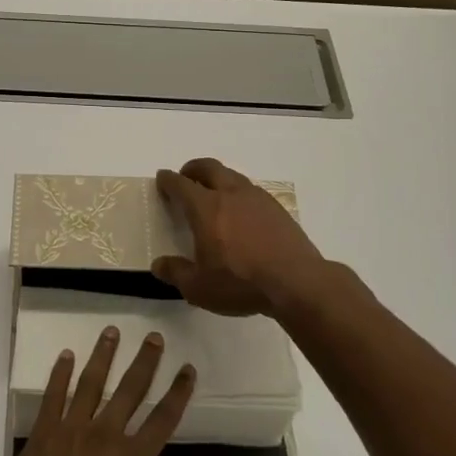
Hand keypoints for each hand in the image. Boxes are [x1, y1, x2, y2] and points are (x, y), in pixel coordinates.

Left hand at [0, 328, 194, 455]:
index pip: (162, 421)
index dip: (178, 394)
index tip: (188, 370)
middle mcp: (103, 437)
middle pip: (130, 390)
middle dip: (145, 362)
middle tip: (154, 336)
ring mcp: (70, 430)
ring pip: (91, 383)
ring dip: (103, 356)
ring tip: (111, 331)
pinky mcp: (42, 432)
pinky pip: (53, 396)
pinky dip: (59, 374)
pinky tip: (65, 356)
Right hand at [152, 158, 326, 316]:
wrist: (297, 282)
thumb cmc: (241, 283)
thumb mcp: (199, 288)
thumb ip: (176, 273)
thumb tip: (158, 265)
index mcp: (206, 208)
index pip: (181, 184)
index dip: (168, 180)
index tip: (162, 178)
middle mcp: (230, 194)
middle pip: (208, 168)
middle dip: (193, 169)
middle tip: (186, 177)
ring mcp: (257, 198)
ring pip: (232, 176)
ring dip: (218, 178)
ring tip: (213, 194)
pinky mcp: (277, 209)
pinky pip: (251, 191)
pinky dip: (238, 193)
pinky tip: (241, 212)